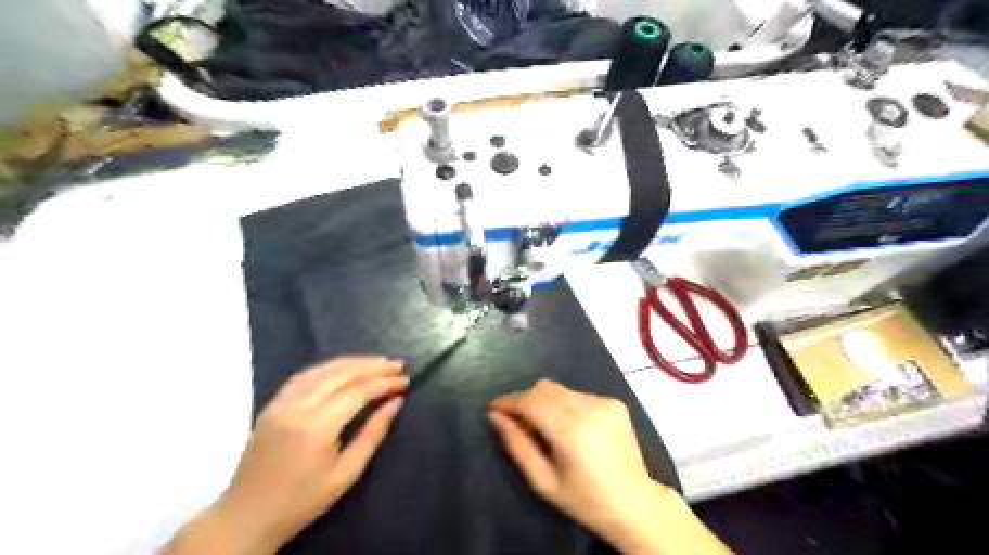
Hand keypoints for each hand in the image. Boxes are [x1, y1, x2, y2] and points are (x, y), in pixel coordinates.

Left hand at [183, 358, 409, 551]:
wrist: (246, 517)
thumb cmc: (302, 501)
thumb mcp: (346, 474)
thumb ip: (373, 434)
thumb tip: (396, 403)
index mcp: (317, 427)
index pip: (357, 392)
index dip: (384, 383)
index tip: (405, 381)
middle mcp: (297, 407)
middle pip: (341, 374)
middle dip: (373, 367)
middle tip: (397, 365)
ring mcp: (281, 403)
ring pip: (322, 369)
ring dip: (353, 362)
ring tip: (377, 362)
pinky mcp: (272, 404)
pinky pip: (304, 376)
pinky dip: (328, 367)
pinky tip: (344, 367)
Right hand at [486, 382, 654, 544]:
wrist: (635, 504)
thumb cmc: (585, 500)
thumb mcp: (543, 482)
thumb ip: (517, 446)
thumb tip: (496, 417)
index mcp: (570, 430)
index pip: (530, 402)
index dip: (508, 401)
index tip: (493, 408)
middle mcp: (588, 407)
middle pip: (543, 389)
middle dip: (524, 400)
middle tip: (515, 421)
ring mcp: (604, 401)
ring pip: (559, 389)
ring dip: (544, 402)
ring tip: (543, 426)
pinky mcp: (614, 402)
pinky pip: (577, 394)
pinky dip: (564, 404)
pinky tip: (570, 426)